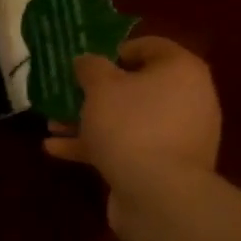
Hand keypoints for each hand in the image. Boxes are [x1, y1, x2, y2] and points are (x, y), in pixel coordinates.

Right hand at [44, 37, 221, 201]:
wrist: (159, 194)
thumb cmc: (131, 125)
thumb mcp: (101, 86)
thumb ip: (91, 67)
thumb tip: (87, 61)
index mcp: (181, 70)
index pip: (151, 46)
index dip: (116, 49)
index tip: (88, 62)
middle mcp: (188, 100)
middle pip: (137, 87)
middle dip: (97, 92)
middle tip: (68, 93)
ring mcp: (178, 137)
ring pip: (128, 120)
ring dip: (90, 121)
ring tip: (53, 124)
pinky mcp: (164, 167)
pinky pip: (128, 147)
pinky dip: (97, 146)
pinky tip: (57, 150)